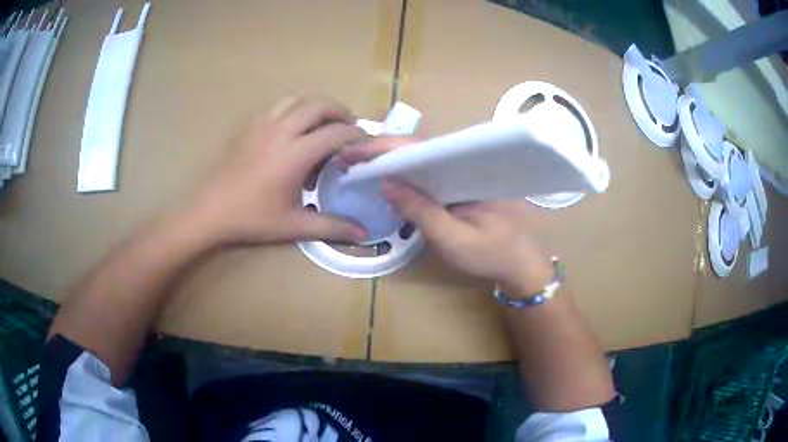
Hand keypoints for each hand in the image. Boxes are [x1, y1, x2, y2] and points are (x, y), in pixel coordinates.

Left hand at [181, 96, 368, 246]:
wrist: (211, 210)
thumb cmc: (252, 218)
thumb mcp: (294, 225)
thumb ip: (332, 227)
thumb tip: (363, 235)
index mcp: (296, 154)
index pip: (336, 132)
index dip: (357, 134)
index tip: (366, 142)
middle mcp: (282, 131)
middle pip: (319, 105)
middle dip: (340, 111)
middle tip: (348, 127)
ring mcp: (263, 125)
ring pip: (297, 99)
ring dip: (316, 106)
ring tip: (323, 123)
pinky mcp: (249, 126)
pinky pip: (278, 106)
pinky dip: (294, 109)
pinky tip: (293, 129)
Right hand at [341, 140, 551, 292]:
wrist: (521, 265)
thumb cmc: (492, 255)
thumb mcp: (454, 240)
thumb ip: (422, 212)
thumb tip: (386, 184)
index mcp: (469, 168)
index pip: (421, 148)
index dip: (384, 148)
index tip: (353, 153)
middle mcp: (466, 162)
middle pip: (419, 147)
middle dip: (381, 149)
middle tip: (347, 157)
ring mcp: (463, 172)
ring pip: (423, 157)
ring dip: (390, 158)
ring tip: (358, 163)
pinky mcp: (460, 183)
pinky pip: (430, 171)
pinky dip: (405, 172)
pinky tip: (386, 177)